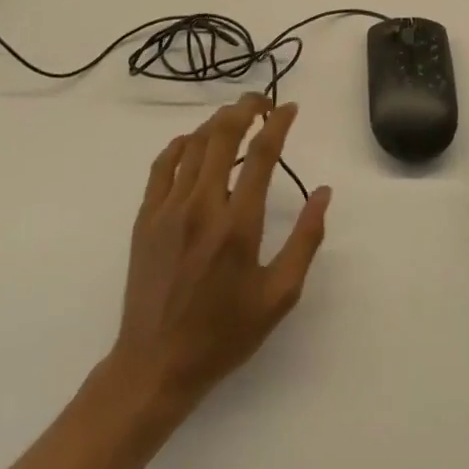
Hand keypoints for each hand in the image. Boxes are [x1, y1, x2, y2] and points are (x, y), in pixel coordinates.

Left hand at [109, 94, 331, 408]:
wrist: (155, 366)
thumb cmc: (224, 333)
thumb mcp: (279, 295)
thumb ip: (305, 239)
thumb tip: (323, 192)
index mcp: (238, 224)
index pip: (261, 154)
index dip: (278, 123)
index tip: (290, 108)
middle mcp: (201, 206)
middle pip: (223, 135)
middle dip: (245, 107)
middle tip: (263, 102)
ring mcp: (168, 210)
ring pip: (194, 144)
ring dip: (218, 122)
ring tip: (236, 118)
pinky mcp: (146, 218)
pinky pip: (164, 164)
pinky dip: (183, 143)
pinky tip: (196, 143)